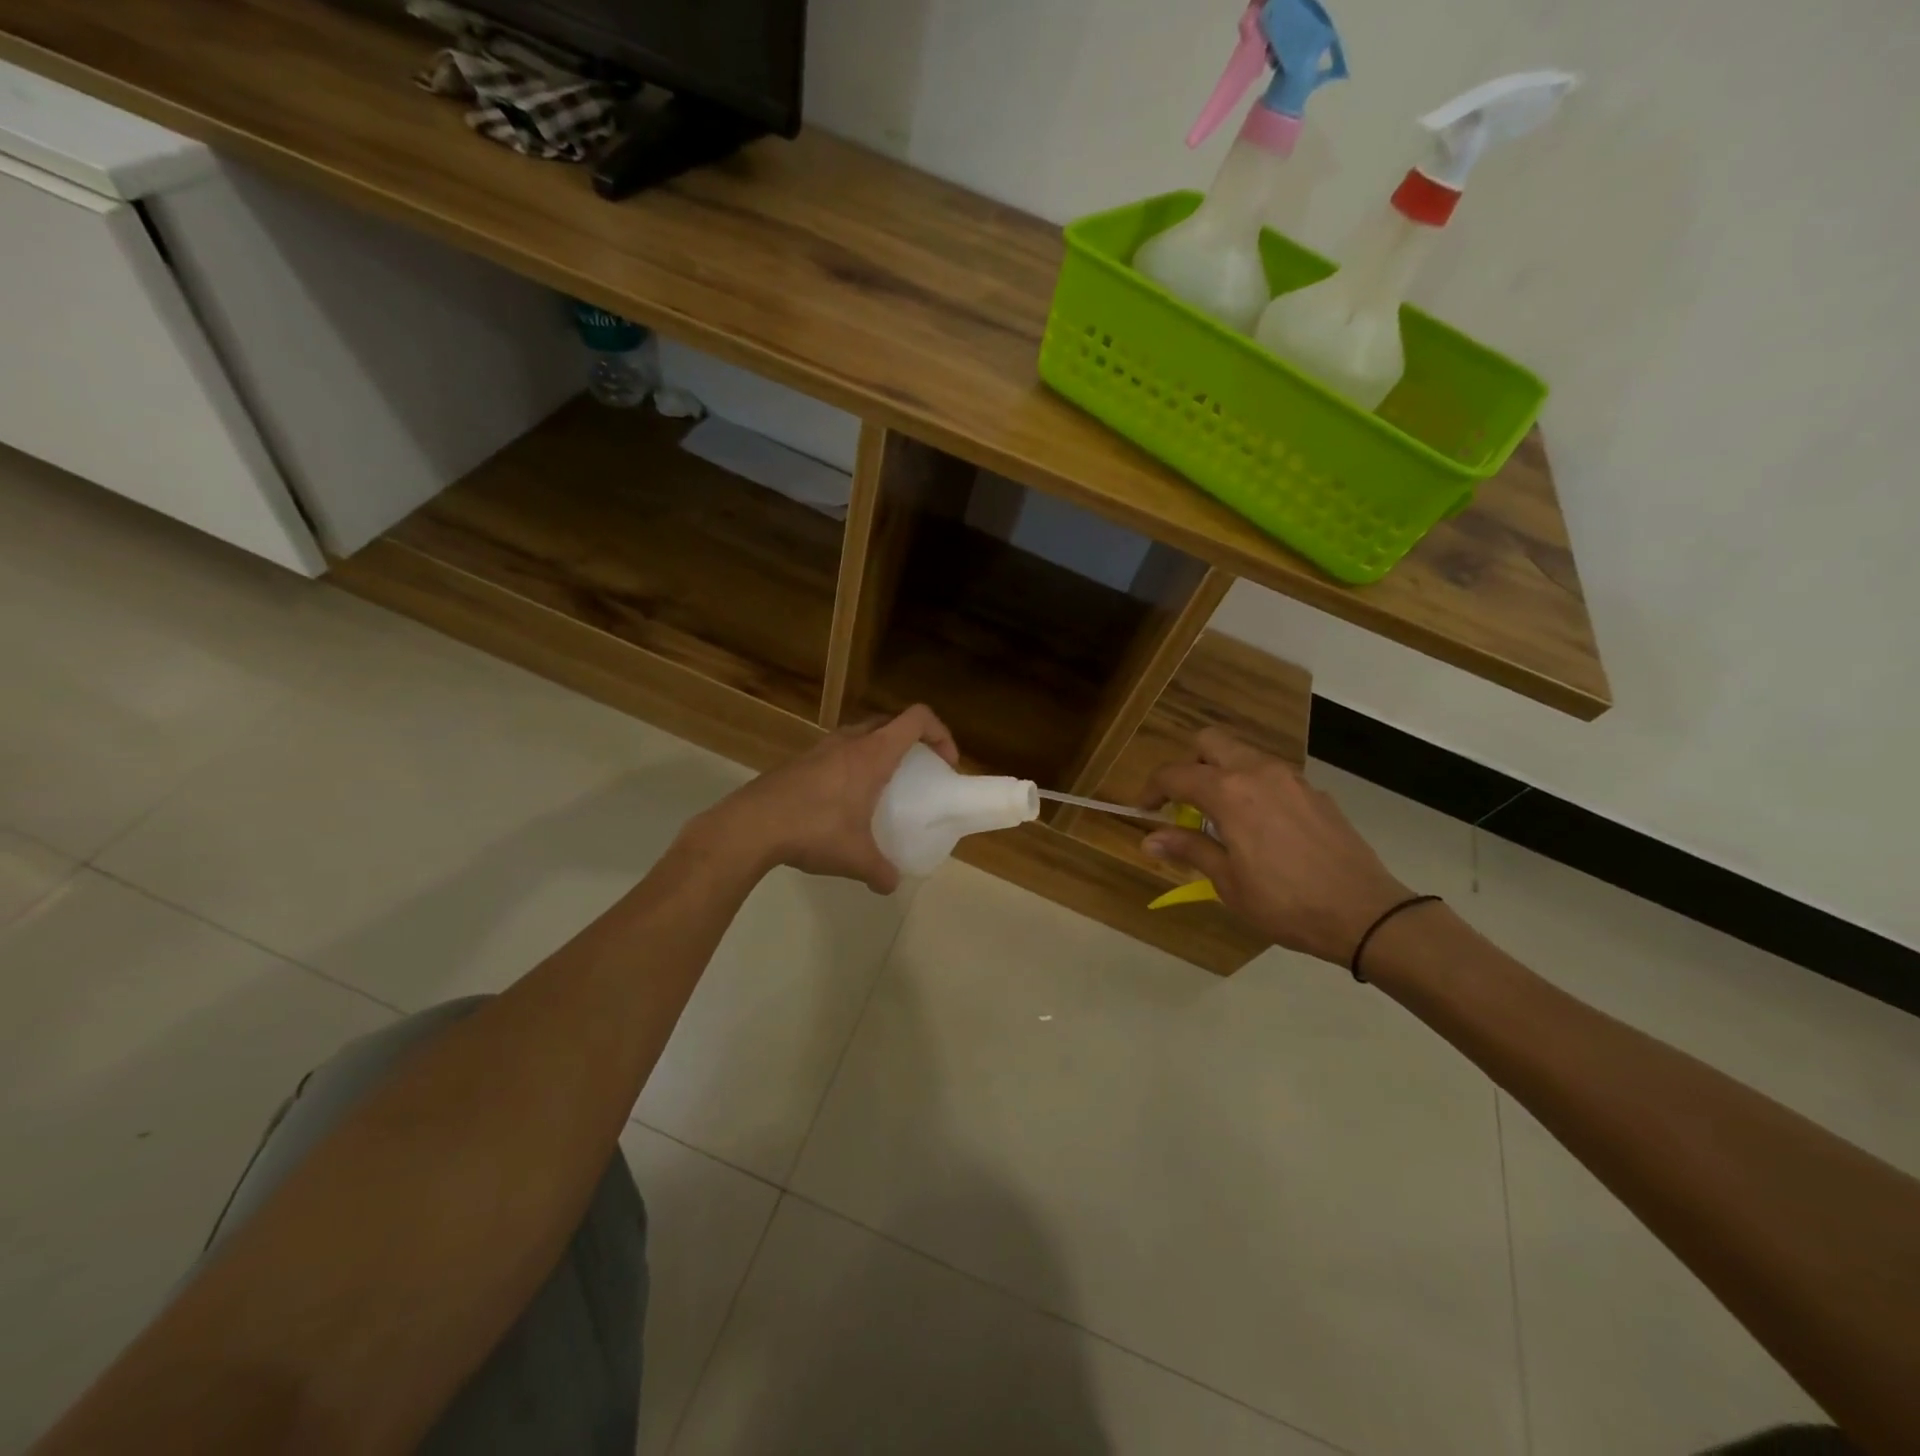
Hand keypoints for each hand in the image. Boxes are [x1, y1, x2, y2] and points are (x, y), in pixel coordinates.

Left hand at [693, 705, 959, 893]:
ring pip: (861, 734)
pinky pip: (838, 750)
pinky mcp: (800, 760)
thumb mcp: (855, 858)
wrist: (750, 826)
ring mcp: (821, 747)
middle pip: (891, 721)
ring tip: (881, 785)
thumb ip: (880, 871)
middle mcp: (849, 741)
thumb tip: (891, 884)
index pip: (917, 719)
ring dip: (879, 749)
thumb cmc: (813, 831)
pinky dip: (852, 763)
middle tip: (918, 770)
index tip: (946, 762)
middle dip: (912, 740)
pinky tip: (843, 800)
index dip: (940, 733)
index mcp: (872, 754)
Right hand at [1142, 729, 1416, 965]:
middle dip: (1188, 764)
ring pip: (1243, 754)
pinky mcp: (1314, 791)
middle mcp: (1258, 772)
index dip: (1152, 789)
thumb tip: (1149, 838)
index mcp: (1229, 792)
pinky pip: (1271, 774)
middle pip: (1210, 742)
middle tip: (1184, 802)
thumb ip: (1189, 849)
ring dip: (1222, 773)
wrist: (1364, 913)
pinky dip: (1253, 787)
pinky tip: (1261, 827)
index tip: (1144, 810)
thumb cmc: (1285, 903)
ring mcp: (1291, 778)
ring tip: (1221, 816)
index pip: (1175, 774)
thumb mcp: (1228, 882)